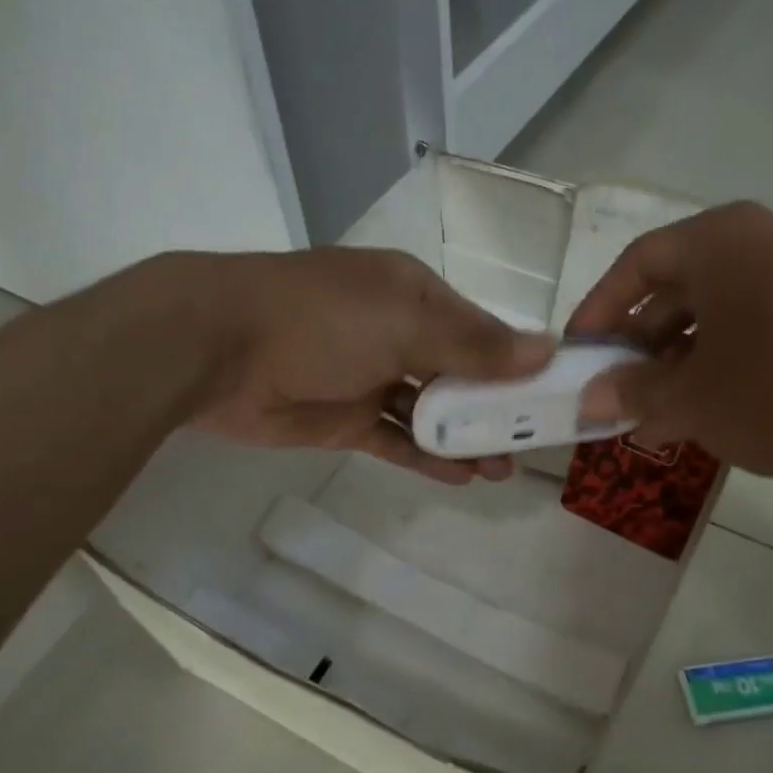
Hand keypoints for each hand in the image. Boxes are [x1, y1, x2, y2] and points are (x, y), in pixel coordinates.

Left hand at [190, 247, 553, 482]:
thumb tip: (546, 350)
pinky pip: (396, 440)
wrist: (216, 350)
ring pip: (431, 412)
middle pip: (460, 374)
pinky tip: (462, 477)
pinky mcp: (345, 419)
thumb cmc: (320, 320)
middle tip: (533, 443)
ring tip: (503, 469)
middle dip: (496, 408)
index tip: (556, 395)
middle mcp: (397, 332)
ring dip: (466, 438)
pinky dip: (427, 457)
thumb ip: (474, 343)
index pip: (482, 330)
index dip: (520, 362)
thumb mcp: (405, 321)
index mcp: (415, 294)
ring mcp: (370, 378)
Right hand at [567, 203, 772, 478]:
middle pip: (672, 290)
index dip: (599, 312)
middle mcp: (754, 243)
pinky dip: (714, 365)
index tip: (578, 355)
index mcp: (717, 242)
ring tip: (650, 413)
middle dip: (637, 347)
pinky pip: (746, 328)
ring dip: (673, 363)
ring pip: (709, 315)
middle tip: (612, 392)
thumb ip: (632, 392)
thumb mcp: (692, 397)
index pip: (636, 265)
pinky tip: (700, 411)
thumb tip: (588, 400)